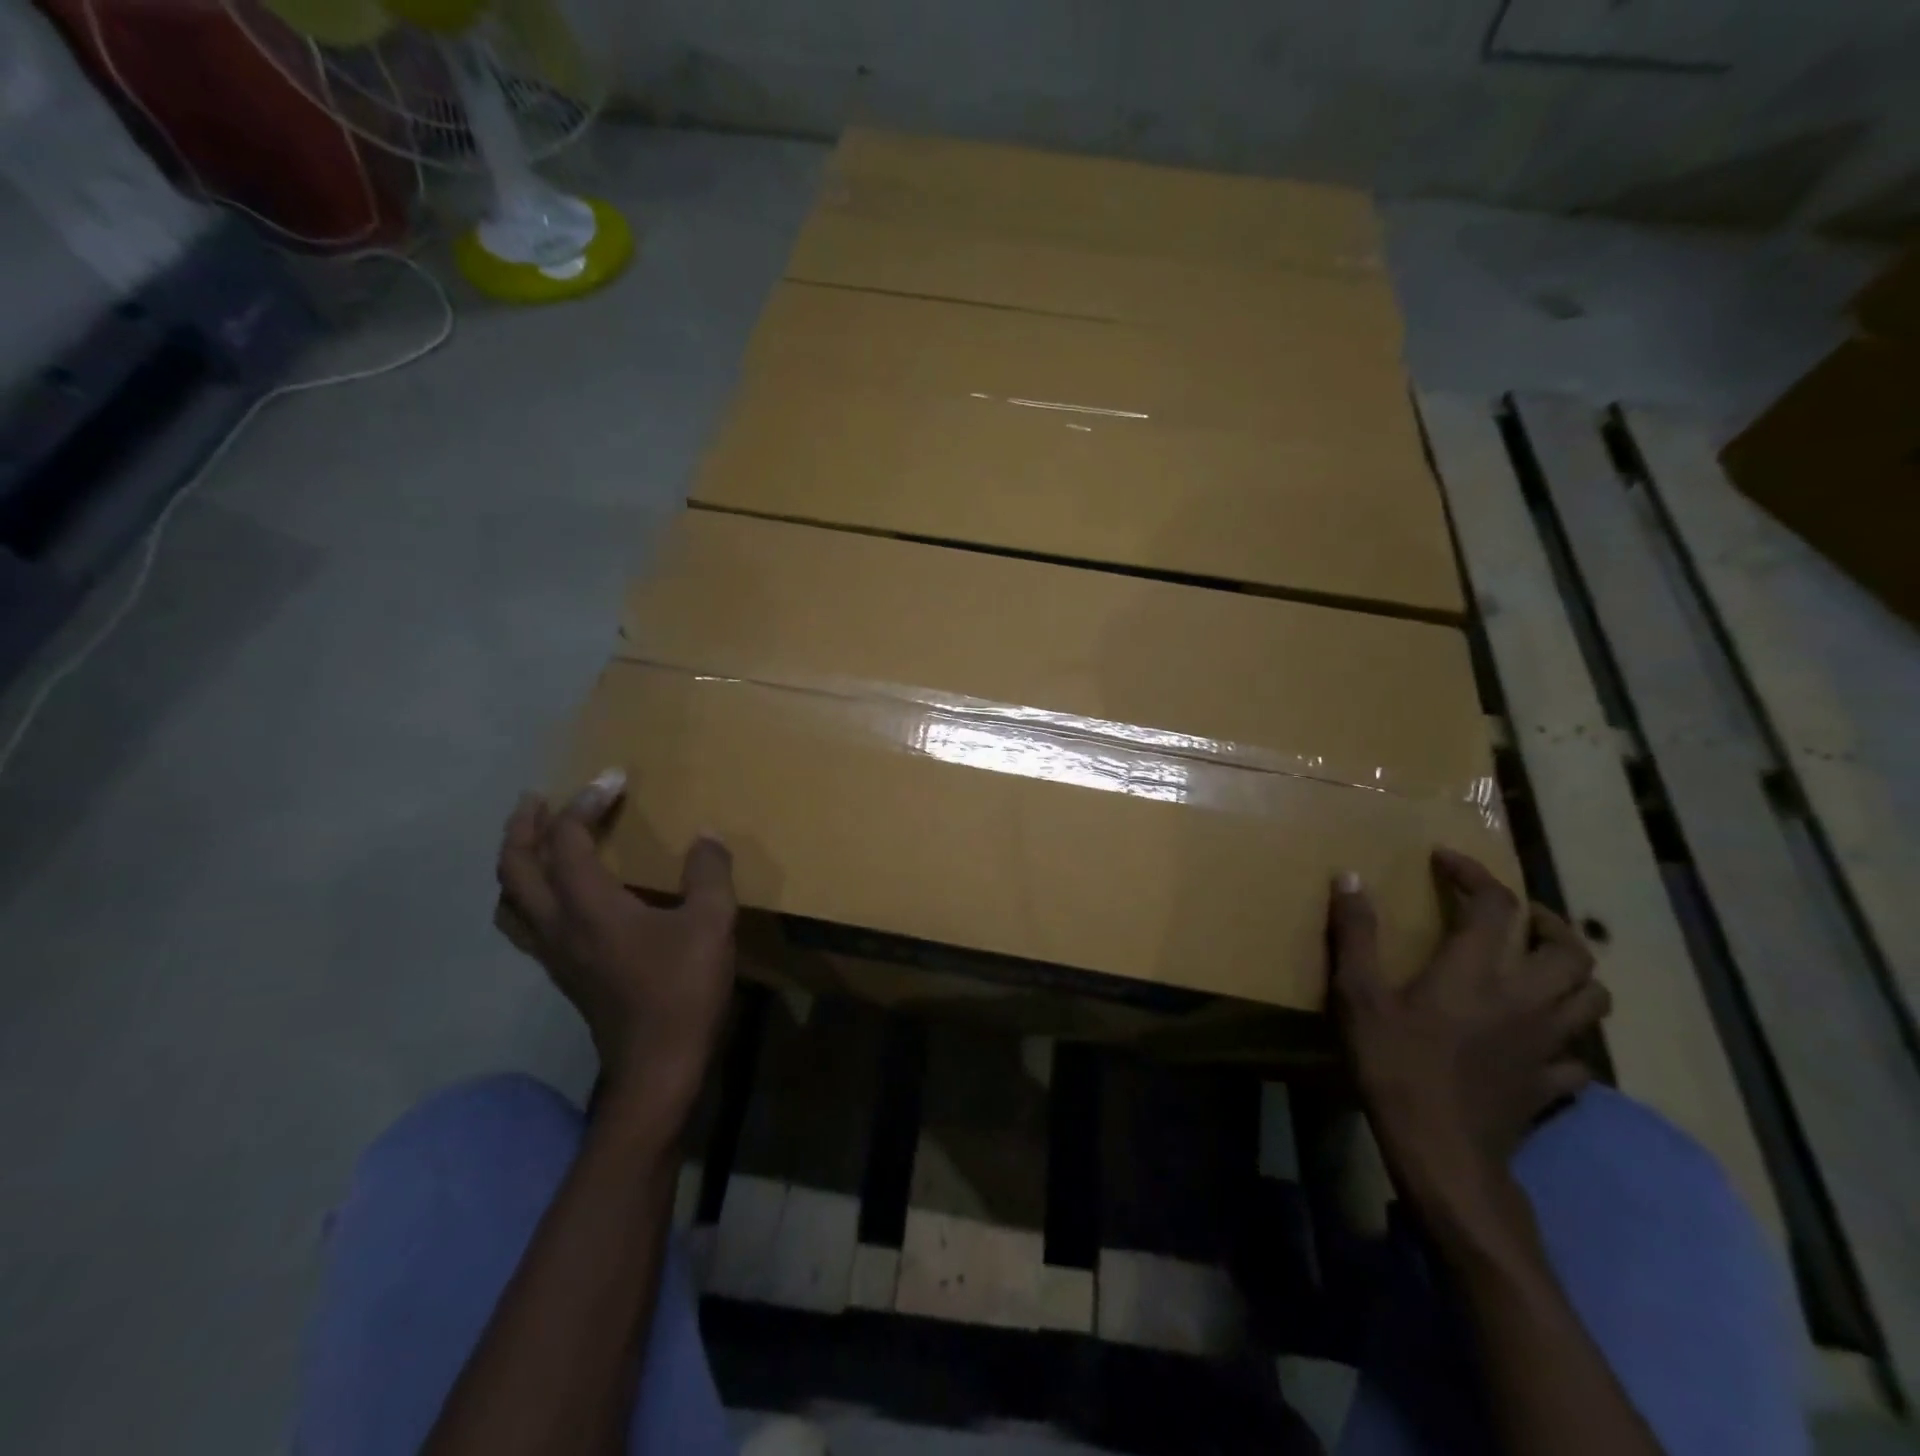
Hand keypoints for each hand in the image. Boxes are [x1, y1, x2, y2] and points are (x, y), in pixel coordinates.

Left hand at [496, 770, 736, 1133]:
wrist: (657, 1066)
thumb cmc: (681, 990)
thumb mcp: (711, 923)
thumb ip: (709, 873)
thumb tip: (705, 836)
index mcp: (589, 906)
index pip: (567, 840)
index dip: (585, 803)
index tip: (613, 779)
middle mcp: (558, 925)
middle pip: (515, 868)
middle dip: (523, 827)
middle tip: (538, 799)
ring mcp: (555, 954)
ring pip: (511, 900)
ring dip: (516, 862)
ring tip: (535, 842)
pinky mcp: (564, 974)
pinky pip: (526, 923)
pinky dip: (529, 894)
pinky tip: (560, 895)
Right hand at [1327, 849, 1609, 1231]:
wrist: (1442, 1153)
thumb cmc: (1395, 1065)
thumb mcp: (1359, 995)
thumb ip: (1356, 934)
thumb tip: (1349, 877)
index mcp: (1478, 972)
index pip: (1495, 904)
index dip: (1474, 873)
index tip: (1445, 860)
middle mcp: (1526, 999)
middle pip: (1570, 948)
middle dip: (1546, 919)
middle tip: (1513, 914)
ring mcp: (1548, 1045)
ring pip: (1592, 997)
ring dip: (1571, 972)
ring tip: (1538, 965)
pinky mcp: (1552, 1084)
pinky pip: (1579, 1054)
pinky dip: (1566, 1036)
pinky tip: (1538, 1038)